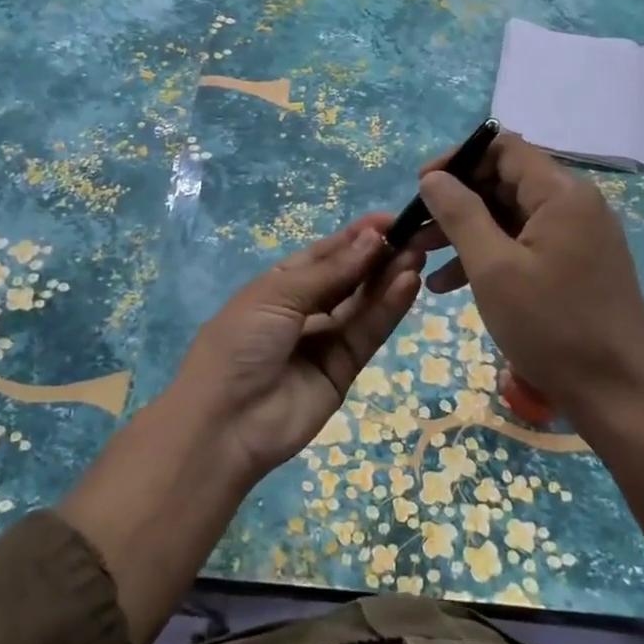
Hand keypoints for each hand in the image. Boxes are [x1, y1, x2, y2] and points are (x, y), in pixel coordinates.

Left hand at [172, 214, 422, 480]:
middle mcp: (304, 309)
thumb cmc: (240, 344)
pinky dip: (388, 309)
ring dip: (388, 279)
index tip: (391, 220)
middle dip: (378, 256)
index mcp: (279, 285)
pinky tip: (407, 284)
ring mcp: (325, 340)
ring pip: (362, 304)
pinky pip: (368, 333)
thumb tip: (372, 238)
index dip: (355, 237)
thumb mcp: (277, 295)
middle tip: (414, 235)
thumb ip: (330, 271)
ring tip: (417, 254)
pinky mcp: (344, 370)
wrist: (225, 423)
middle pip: (348, 278)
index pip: (324, 254)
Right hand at [413, 133, 643, 429]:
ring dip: (465, 233)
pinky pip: (525, 246)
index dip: (458, 159)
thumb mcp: (493, 268)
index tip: (421, 186)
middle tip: (416, 228)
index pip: (503, 148)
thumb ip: (460, 213)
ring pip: (510, 217)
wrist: (618, 397)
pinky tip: (450, 285)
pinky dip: (489, 257)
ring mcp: (579, 238)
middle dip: (456, 201)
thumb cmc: (551, 327)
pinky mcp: (576, 267)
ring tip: (422, 259)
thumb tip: (433, 177)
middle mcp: (575, 206)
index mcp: (562, 194)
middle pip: (505, 181)